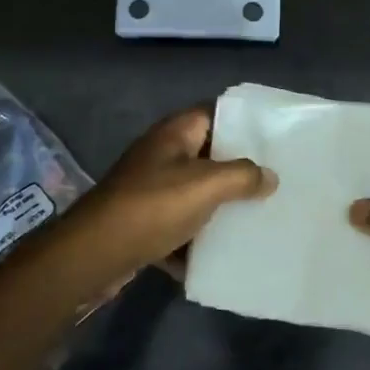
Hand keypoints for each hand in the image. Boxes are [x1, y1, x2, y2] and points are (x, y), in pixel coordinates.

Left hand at [60, 105, 275, 286]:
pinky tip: (222, 256)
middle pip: (208, 156)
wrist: (94, 255)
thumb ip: (243, 176)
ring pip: (195, 194)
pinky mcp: (144, 223)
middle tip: (275, 181)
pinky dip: (197, 240)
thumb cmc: (152, 207)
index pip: (215, 113)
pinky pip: (180, 227)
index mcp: (174, 135)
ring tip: (258, 217)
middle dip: (239, 170)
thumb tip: (270, 177)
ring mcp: (150, 191)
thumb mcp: (206, 185)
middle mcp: (161, 156)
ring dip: (220, 208)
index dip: (244, 123)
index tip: (276, 139)